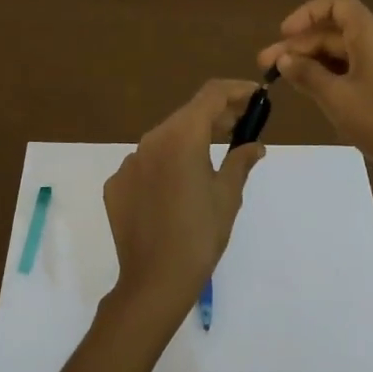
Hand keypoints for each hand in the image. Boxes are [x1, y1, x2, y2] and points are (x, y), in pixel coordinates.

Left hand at [103, 79, 265, 322]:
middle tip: (242, 125)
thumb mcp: (228, 196)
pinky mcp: (117, 184)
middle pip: (187, 115)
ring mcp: (129, 162)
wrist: (154, 282)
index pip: (211, 95)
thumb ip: (241, 161)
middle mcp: (151, 140)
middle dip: (216, 115)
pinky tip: (181, 185)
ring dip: (192, 138)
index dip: (236, 90)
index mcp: (181, 137)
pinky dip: (168, 162)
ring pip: (166, 137)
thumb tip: (254, 145)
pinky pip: (147, 162)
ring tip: (215, 152)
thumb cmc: (200, 235)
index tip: (255, 95)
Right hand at [257, 0, 372, 193]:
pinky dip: (330, 75)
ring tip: (284, 80)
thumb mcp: (336, 98)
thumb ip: (307, 74)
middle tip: (266, 67)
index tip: (283, 36)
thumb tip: (284, 59)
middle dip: (300, 45)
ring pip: (343, 52)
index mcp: (372, 36)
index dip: (307, 14)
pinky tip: (311, 91)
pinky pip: (354, 70)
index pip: (337, 4)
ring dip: (312, 61)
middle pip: (335, 31)